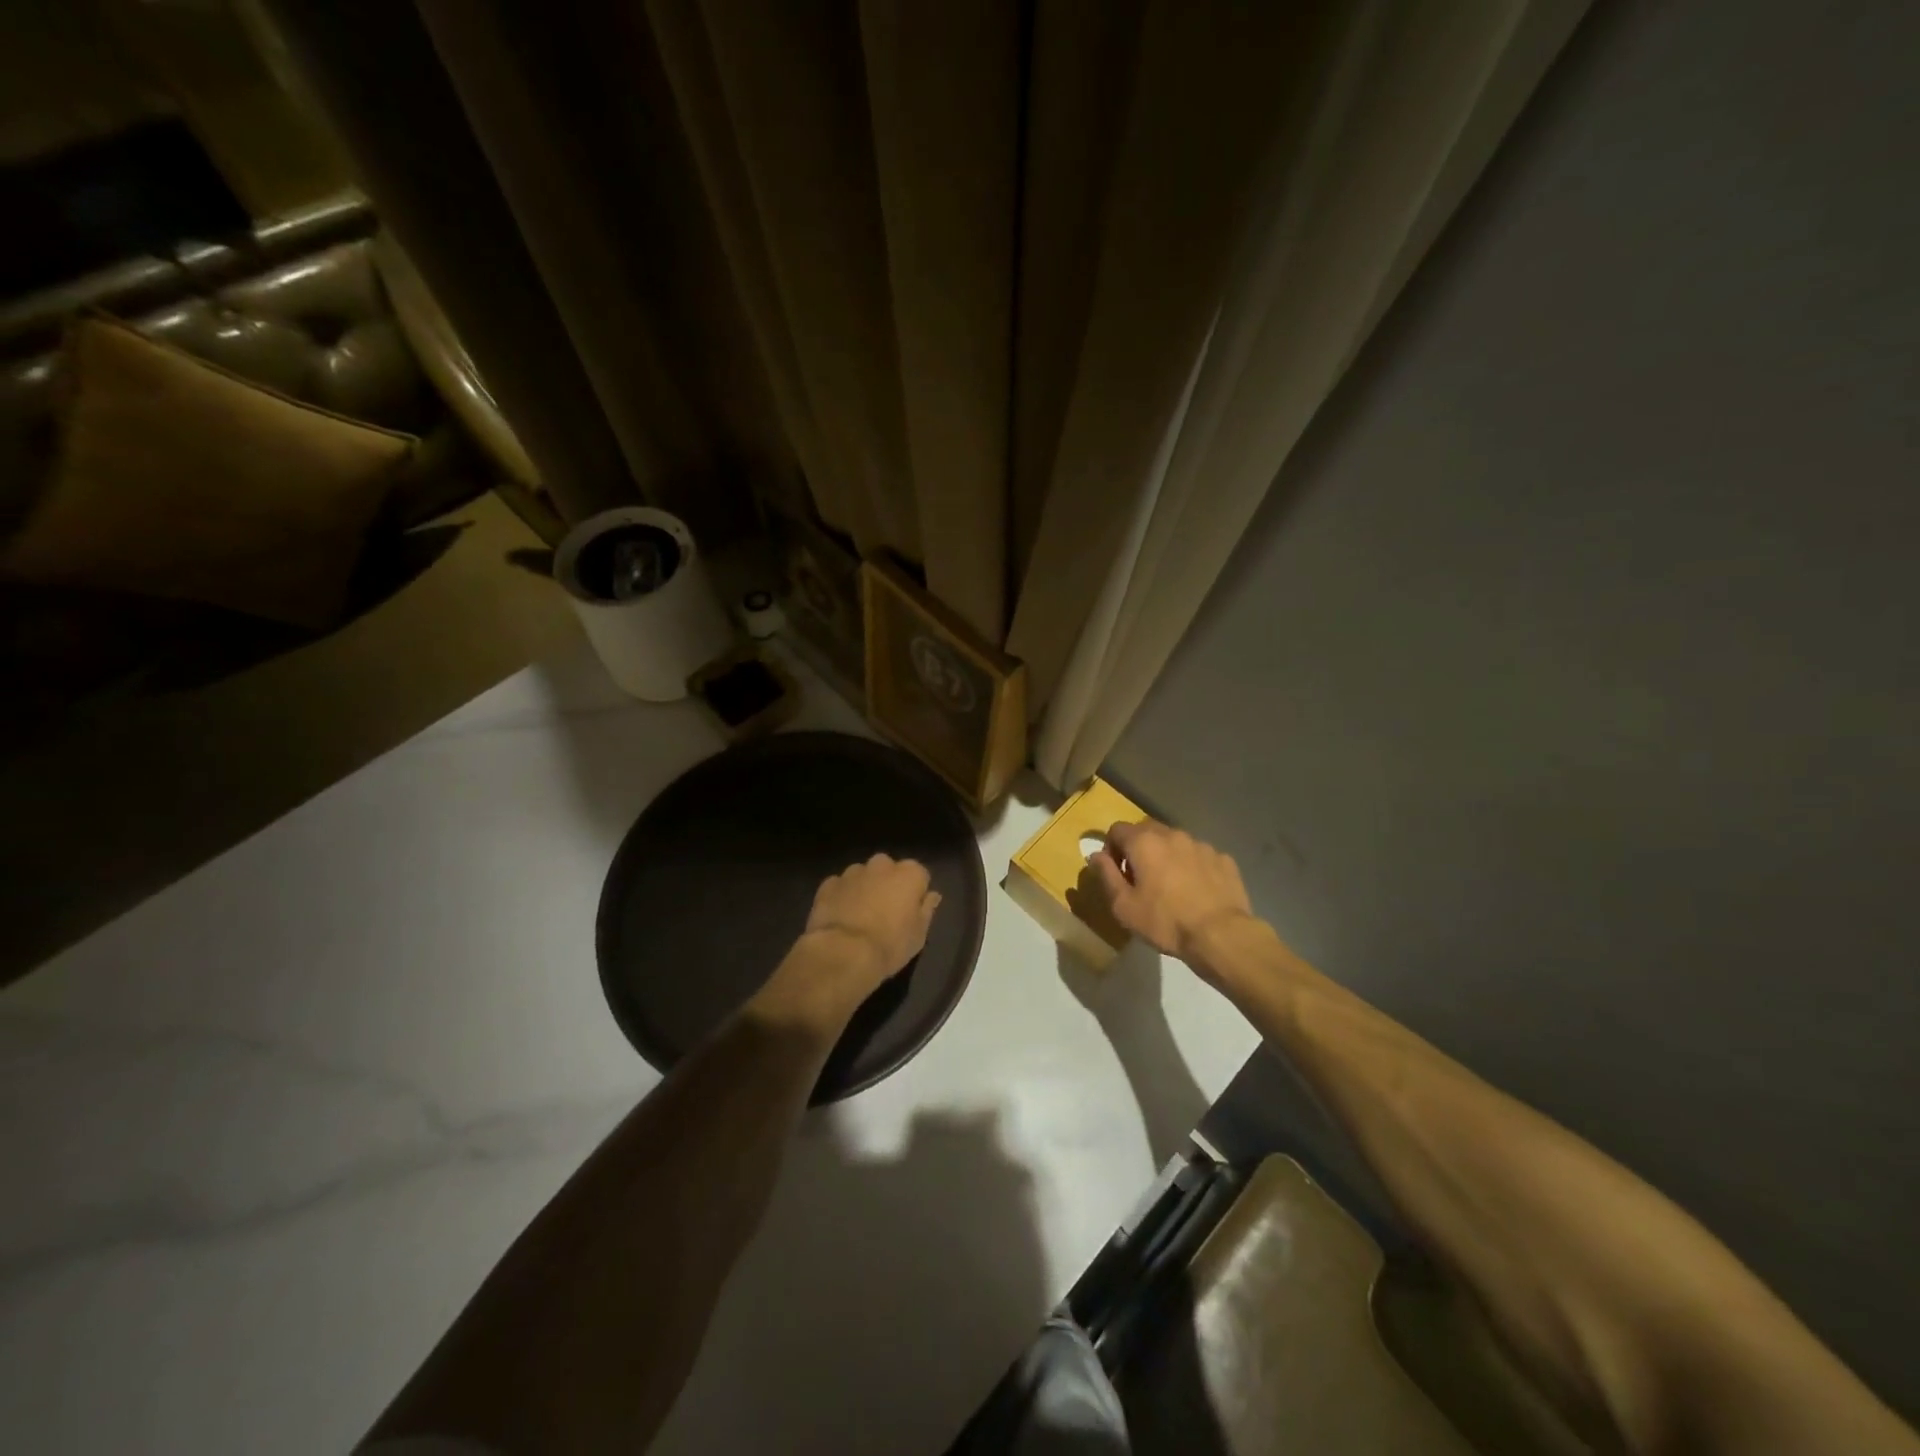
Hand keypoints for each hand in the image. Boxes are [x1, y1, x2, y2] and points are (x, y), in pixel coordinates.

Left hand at [800, 852, 940, 988]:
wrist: (844, 953)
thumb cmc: (890, 945)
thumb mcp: (919, 934)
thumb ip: (926, 910)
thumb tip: (932, 895)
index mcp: (909, 874)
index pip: (919, 876)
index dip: (915, 894)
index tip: (910, 912)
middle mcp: (881, 865)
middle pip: (889, 870)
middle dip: (888, 884)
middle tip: (885, 912)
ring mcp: (852, 872)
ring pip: (863, 875)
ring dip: (864, 888)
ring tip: (860, 915)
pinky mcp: (829, 884)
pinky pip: (840, 886)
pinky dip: (842, 896)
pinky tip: (841, 916)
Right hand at [1092, 821, 1254, 967]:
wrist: (1220, 935)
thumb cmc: (1165, 921)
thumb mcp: (1123, 906)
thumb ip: (1106, 875)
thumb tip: (1096, 855)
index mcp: (1144, 842)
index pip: (1117, 829)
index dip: (1111, 848)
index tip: (1116, 872)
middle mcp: (1172, 834)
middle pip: (1147, 830)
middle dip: (1138, 848)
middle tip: (1140, 877)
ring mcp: (1201, 844)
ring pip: (1175, 842)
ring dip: (1167, 855)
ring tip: (1170, 885)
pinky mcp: (1223, 859)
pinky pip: (1199, 856)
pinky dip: (1192, 866)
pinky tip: (1196, 890)